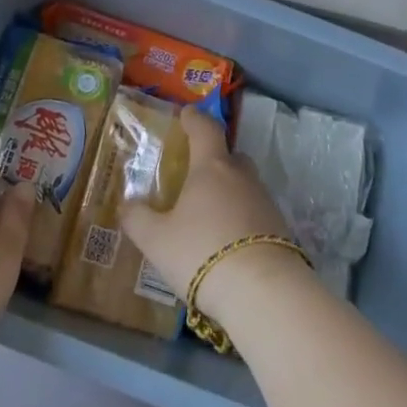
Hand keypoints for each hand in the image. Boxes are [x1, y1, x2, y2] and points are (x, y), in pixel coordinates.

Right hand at [119, 108, 309, 326]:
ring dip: (230, 191)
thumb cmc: (201, 252)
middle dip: (215, 158)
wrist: (263, 292)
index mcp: (211, 166)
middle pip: (230, 155)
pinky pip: (256, 212)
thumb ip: (137, 219)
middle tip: (196, 172)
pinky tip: (229, 240)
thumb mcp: (157, 240)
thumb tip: (126, 204)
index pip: (205, 129)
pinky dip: (242, 217)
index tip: (186, 114)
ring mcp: (265, 201)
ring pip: (245, 184)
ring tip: (210, 213)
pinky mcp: (280, 229)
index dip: (194, 119)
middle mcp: (241, 176)